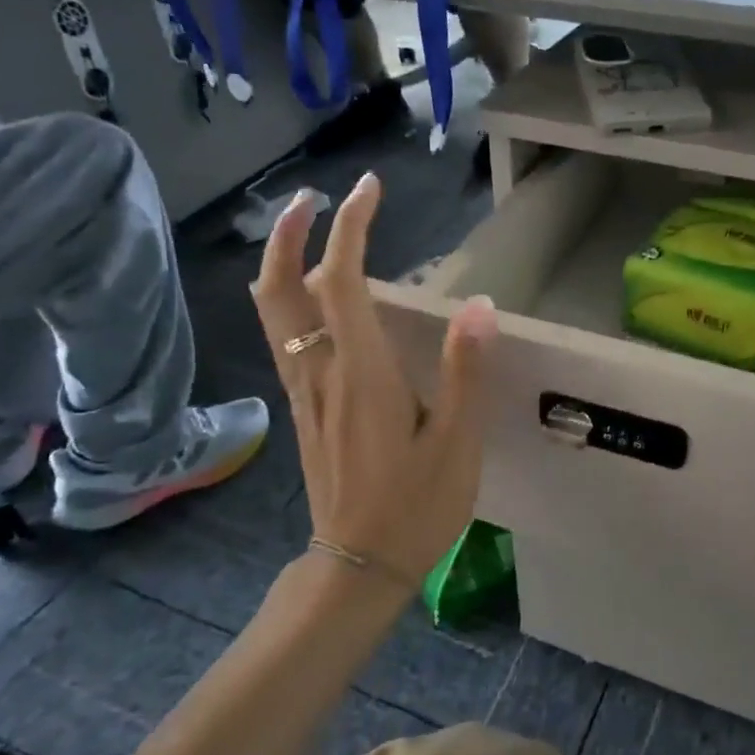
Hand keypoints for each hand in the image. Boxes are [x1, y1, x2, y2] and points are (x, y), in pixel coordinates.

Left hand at [251, 175, 497, 588]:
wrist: (358, 565)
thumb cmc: (416, 506)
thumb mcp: (457, 443)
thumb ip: (465, 371)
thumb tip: (480, 304)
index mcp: (362, 372)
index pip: (342, 279)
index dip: (351, 226)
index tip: (369, 189)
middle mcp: (321, 372)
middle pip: (281, 288)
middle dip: (290, 234)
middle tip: (312, 197)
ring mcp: (305, 392)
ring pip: (274, 313)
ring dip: (283, 262)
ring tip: (309, 232)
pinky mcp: (304, 411)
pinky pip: (285, 338)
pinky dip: (291, 299)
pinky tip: (319, 299)